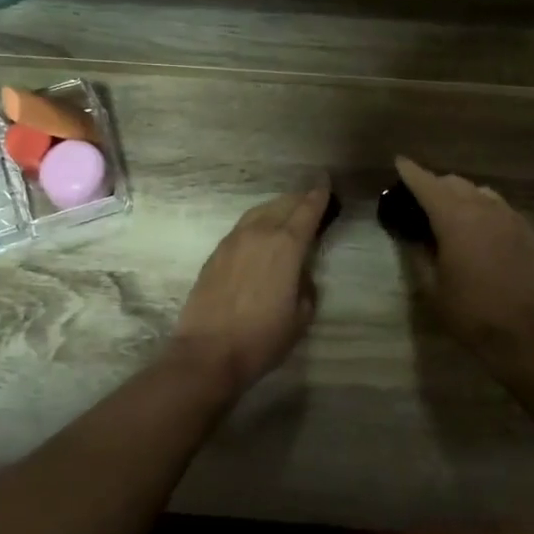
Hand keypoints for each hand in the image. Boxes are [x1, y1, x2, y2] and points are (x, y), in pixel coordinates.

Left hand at [169, 181, 330, 397]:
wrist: (208, 352)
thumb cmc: (262, 338)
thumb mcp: (300, 316)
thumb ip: (305, 286)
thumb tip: (300, 274)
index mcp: (286, 245)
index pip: (307, 210)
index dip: (318, 195)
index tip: (325, 181)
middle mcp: (259, 233)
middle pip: (282, 205)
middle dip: (299, 199)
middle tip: (311, 199)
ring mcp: (232, 241)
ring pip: (259, 212)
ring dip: (276, 208)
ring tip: (287, 212)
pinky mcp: (215, 253)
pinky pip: (242, 227)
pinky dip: (257, 222)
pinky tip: (260, 234)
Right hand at [394, 156, 533, 369]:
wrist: (529, 336)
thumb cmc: (472, 314)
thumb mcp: (433, 288)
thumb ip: (420, 256)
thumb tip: (412, 237)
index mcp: (456, 219)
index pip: (427, 185)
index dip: (411, 172)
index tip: (399, 162)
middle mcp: (485, 209)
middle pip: (456, 183)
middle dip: (436, 185)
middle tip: (421, 198)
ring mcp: (512, 219)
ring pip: (482, 193)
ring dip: (463, 196)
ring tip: (452, 214)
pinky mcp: (530, 233)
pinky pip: (502, 210)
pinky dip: (485, 211)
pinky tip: (481, 232)